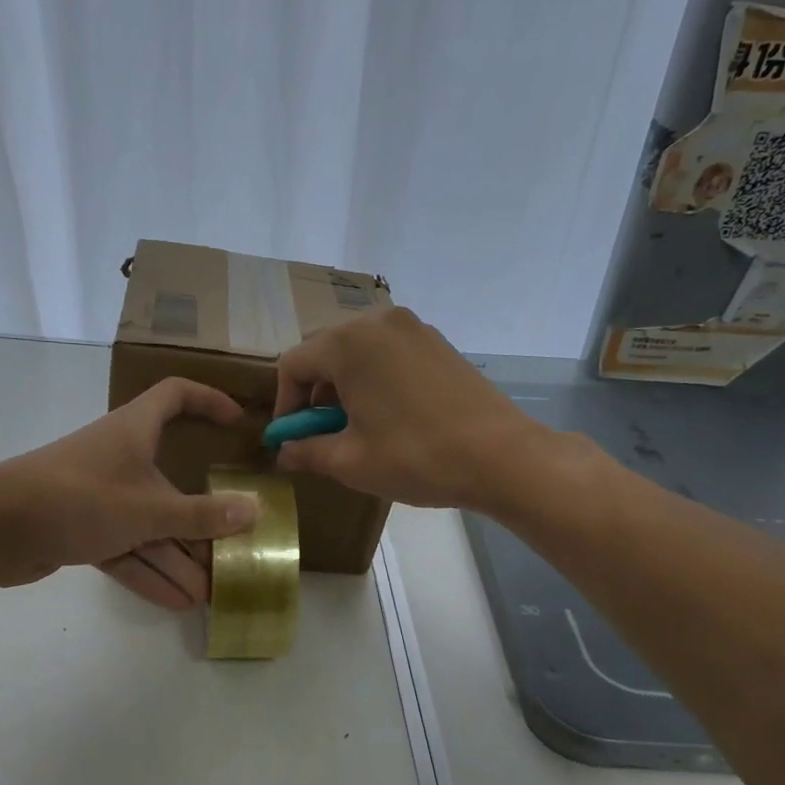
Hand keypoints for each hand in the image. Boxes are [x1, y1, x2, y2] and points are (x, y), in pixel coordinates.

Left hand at [0, 378, 257, 605]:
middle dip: (201, 519)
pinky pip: (125, 547)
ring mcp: (99, 496)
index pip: (176, 396)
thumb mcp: (146, 509)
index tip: (237, 423)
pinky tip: (176, 601)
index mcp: (135, 431)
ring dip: (177, 557)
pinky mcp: (81, 529)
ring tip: (208, 592)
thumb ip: (201, 515)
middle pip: (171, 483)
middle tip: (231, 549)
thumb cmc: (77, 498)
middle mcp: (120, 458)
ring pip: (149, 524)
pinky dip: (147, 571)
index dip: (208, 401)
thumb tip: (254, 511)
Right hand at [273, 307, 546, 509]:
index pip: (293, 365)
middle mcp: (377, 322)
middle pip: (324, 352)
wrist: (502, 456)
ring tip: (356, 426)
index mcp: (348, 343)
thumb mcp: (350, 462)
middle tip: (322, 434)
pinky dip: (374, 378)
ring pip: (357, 351)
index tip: (292, 441)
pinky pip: (388, 353)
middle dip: (314, 393)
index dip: (285, 406)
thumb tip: (283, 453)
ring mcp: (412, 328)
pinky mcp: (437, 342)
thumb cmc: (416, 457)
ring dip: (344, 385)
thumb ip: (306, 452)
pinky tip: (388, 415)